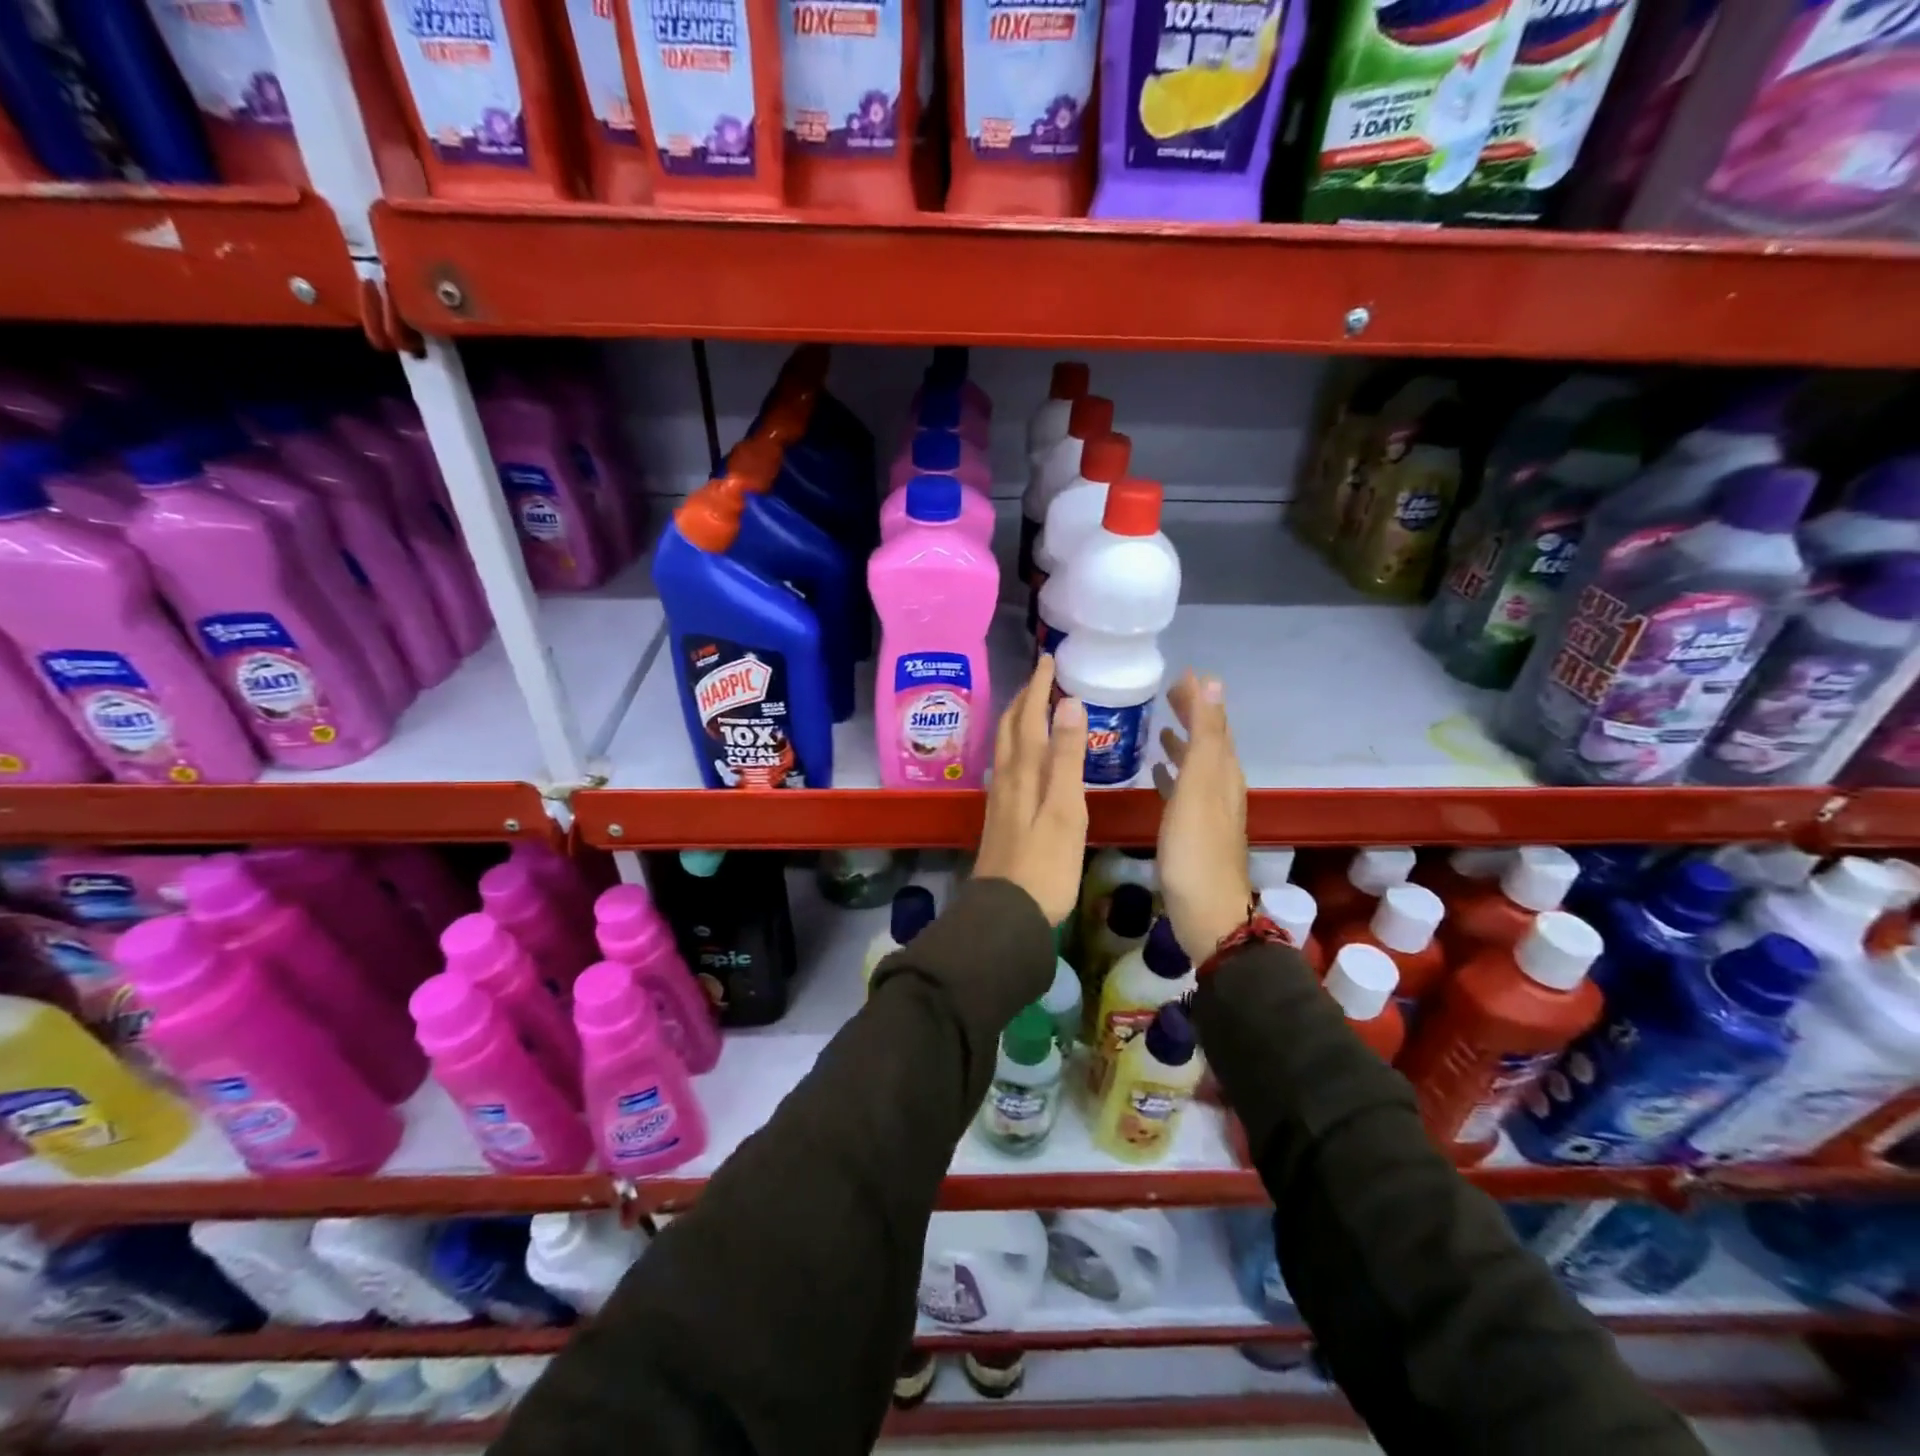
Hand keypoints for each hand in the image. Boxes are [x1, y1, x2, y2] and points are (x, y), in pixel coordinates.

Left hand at [973, 656, 1087, 925]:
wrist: (1007, 914)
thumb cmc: (1045, 864)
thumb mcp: (1065, 809)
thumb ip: (1067, 757)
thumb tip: (1068, 702)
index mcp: (1024, 773)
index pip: (1028, 718)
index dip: (1037, 688)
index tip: (1047, 660)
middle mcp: (1006, 780)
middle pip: (1009, 730)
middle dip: (1023, 700)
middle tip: (1040, 679)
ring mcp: (1000, 801)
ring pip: (1005, 749)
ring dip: (1017, 722)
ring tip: (1033, 710)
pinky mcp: (1001, 820)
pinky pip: (1007, 769)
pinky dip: (1018, 749)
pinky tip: (1025, 761)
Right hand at [1152, 672, 1250, 962]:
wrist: (1205, 912)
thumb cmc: (1195, 848)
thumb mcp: (1199, 785)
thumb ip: (1204, 736)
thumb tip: (1213, 684)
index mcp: (1222, 773)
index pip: (1215, 725)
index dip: (1201, 699)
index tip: (1182, 674)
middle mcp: (1220, 787)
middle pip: (1209, 743)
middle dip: (1193, 716)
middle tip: (1168, 695)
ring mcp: (1208, 811)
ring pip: (1197, 766)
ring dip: (1182, 744)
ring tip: (1160, 730)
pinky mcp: (1193, 831)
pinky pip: (1184, 790)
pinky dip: (1173, 774)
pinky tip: (1157, 773)